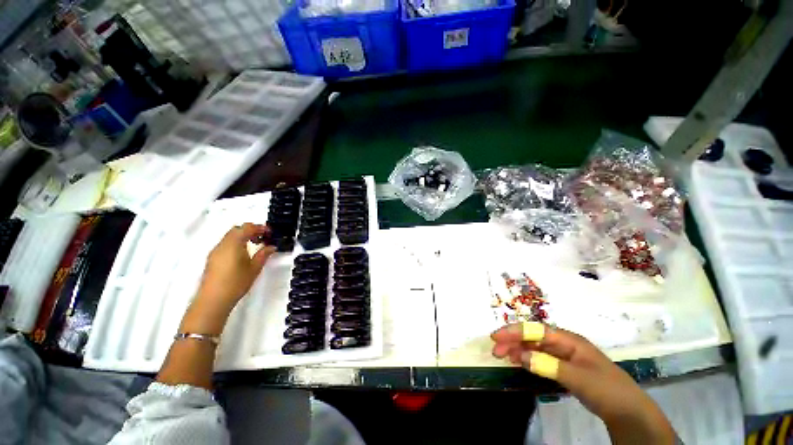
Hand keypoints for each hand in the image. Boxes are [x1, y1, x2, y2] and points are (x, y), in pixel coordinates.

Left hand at [181, 224, 275, 334]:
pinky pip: (225, 244)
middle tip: (263, 238)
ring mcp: (216, 251)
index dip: (259, 227)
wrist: (213, 300)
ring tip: (255, 245)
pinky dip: (236, 243)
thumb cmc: (236, 282)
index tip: (269, 232)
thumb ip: (264, 254)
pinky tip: (243, 254)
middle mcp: (223, 244)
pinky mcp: (212, 258)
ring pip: (230, 236)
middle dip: (251, 230)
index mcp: (234, 243)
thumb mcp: (255, 268)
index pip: (247, 227)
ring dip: (243, 236)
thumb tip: (271, 246)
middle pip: (237, 229)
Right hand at [491, 322, 674, 443]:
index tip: (497, 336)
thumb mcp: (579, 377)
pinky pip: (540, 358)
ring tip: (502, 355)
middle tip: (495, 350)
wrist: (628, 410)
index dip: (515, 331)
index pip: (536, 330)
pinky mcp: (564, 367)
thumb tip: (520, 356)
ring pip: (535, 347)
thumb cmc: (606, 388)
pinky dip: (527, 359)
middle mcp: (564, 343)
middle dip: (513, 340)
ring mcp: (564, 355)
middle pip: (533, 337)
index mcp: (568, 340)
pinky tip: (518, 362)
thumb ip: (549, 365)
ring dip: (518, 349)